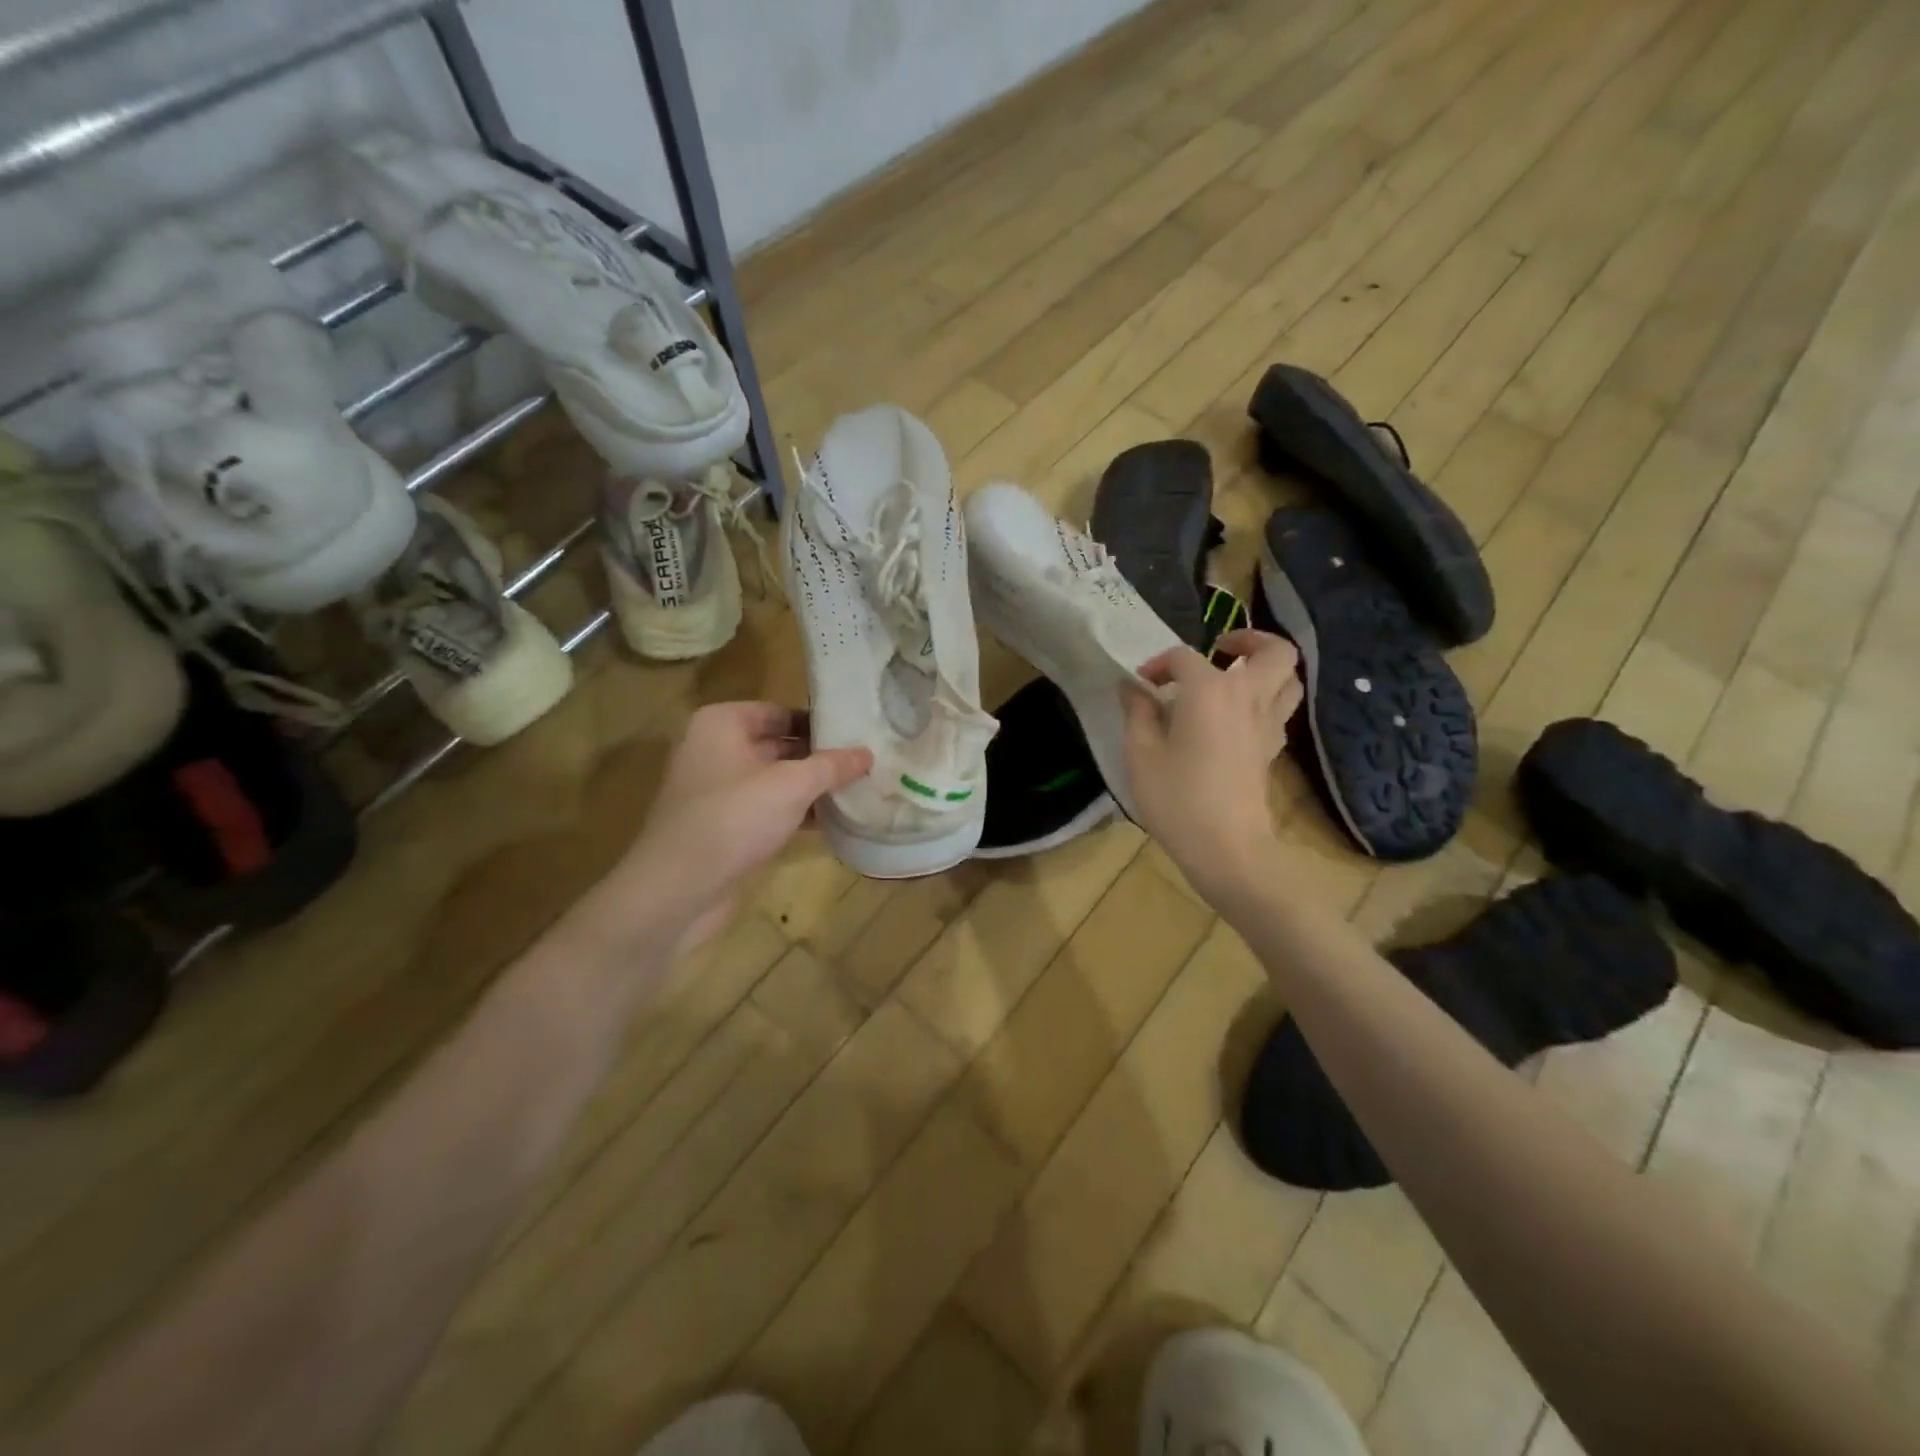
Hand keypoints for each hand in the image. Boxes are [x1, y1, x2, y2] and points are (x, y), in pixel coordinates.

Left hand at [598, 702, 871, 954]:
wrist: (677, 889)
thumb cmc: (734, 818)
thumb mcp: (792, 785)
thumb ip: (831, 766)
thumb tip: (867, 753)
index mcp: (722, 724)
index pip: (780, 712)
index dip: (818, 723)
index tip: (856, 735)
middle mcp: (714, 750)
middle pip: (778, 746)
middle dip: (818, 758)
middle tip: (865, 764)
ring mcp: (716, 791)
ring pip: (773, 781)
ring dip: (810, 789)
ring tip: (857, 791)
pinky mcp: (722, 827)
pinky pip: (766, 810)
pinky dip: (794, 814)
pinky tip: (831, 822)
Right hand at [1122, 630, 1303, 897]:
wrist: (1226, 848)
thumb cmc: (1177, 799)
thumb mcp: (1141, 754)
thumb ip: (1138, 713)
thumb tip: (1133, 687)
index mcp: (1210, 692)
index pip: (1184, 658)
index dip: (1159, 664)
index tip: (1141, 684)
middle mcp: (1247, 698)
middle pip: (1273, 651)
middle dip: (1249, 639)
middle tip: (1220, 648)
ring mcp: (1267, 725)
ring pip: (1288, 679)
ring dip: (1266, 668)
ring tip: (1235, 677)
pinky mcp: (1272, 750)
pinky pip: (1279, 709)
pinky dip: (1264, 700)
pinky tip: (1236, 717)